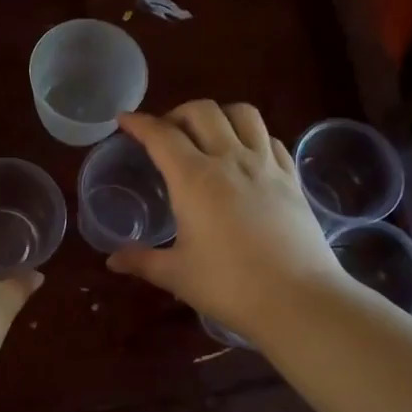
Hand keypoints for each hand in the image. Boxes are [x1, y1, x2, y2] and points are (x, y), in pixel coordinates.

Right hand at [106, 102, 341, 340]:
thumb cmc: (229, 286)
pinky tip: (245, 155)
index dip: (139, 123)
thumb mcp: (177, 275)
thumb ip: (142, 261)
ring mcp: (266, 165)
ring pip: (242, 113)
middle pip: (202, 111)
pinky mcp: (292, 178)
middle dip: (177, 114)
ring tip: (207, 135)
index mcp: (194, 179)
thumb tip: (113, 261)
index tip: (125, 120)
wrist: (298, 300)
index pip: (161, 136)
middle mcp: (230, 160)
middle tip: (165, 135)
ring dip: (218, 115)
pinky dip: (251, 135)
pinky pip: (270, 138)